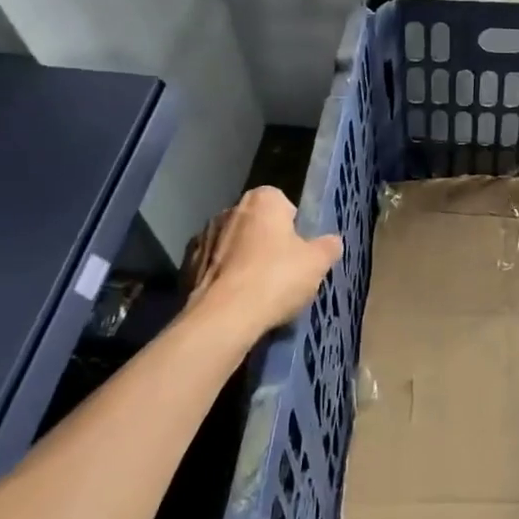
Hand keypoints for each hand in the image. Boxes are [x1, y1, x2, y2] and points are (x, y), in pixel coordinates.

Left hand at [185, 186, 341, 337]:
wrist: (222, 318)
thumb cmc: (276, 279)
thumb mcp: (317, 263)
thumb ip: (328, 247)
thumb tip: (332, 242)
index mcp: (262, 199)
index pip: (284, 204)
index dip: (294, 228)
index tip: (299, 253)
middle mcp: (229, 209)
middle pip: (257, 225)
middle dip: (267, 243)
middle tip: (282, 273)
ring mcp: (203, 237)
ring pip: (232, 246)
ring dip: (242, 261)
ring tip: (257, 294)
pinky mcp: (186, 266)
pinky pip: (213, 269)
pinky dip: (223, 280)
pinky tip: (235, 303)